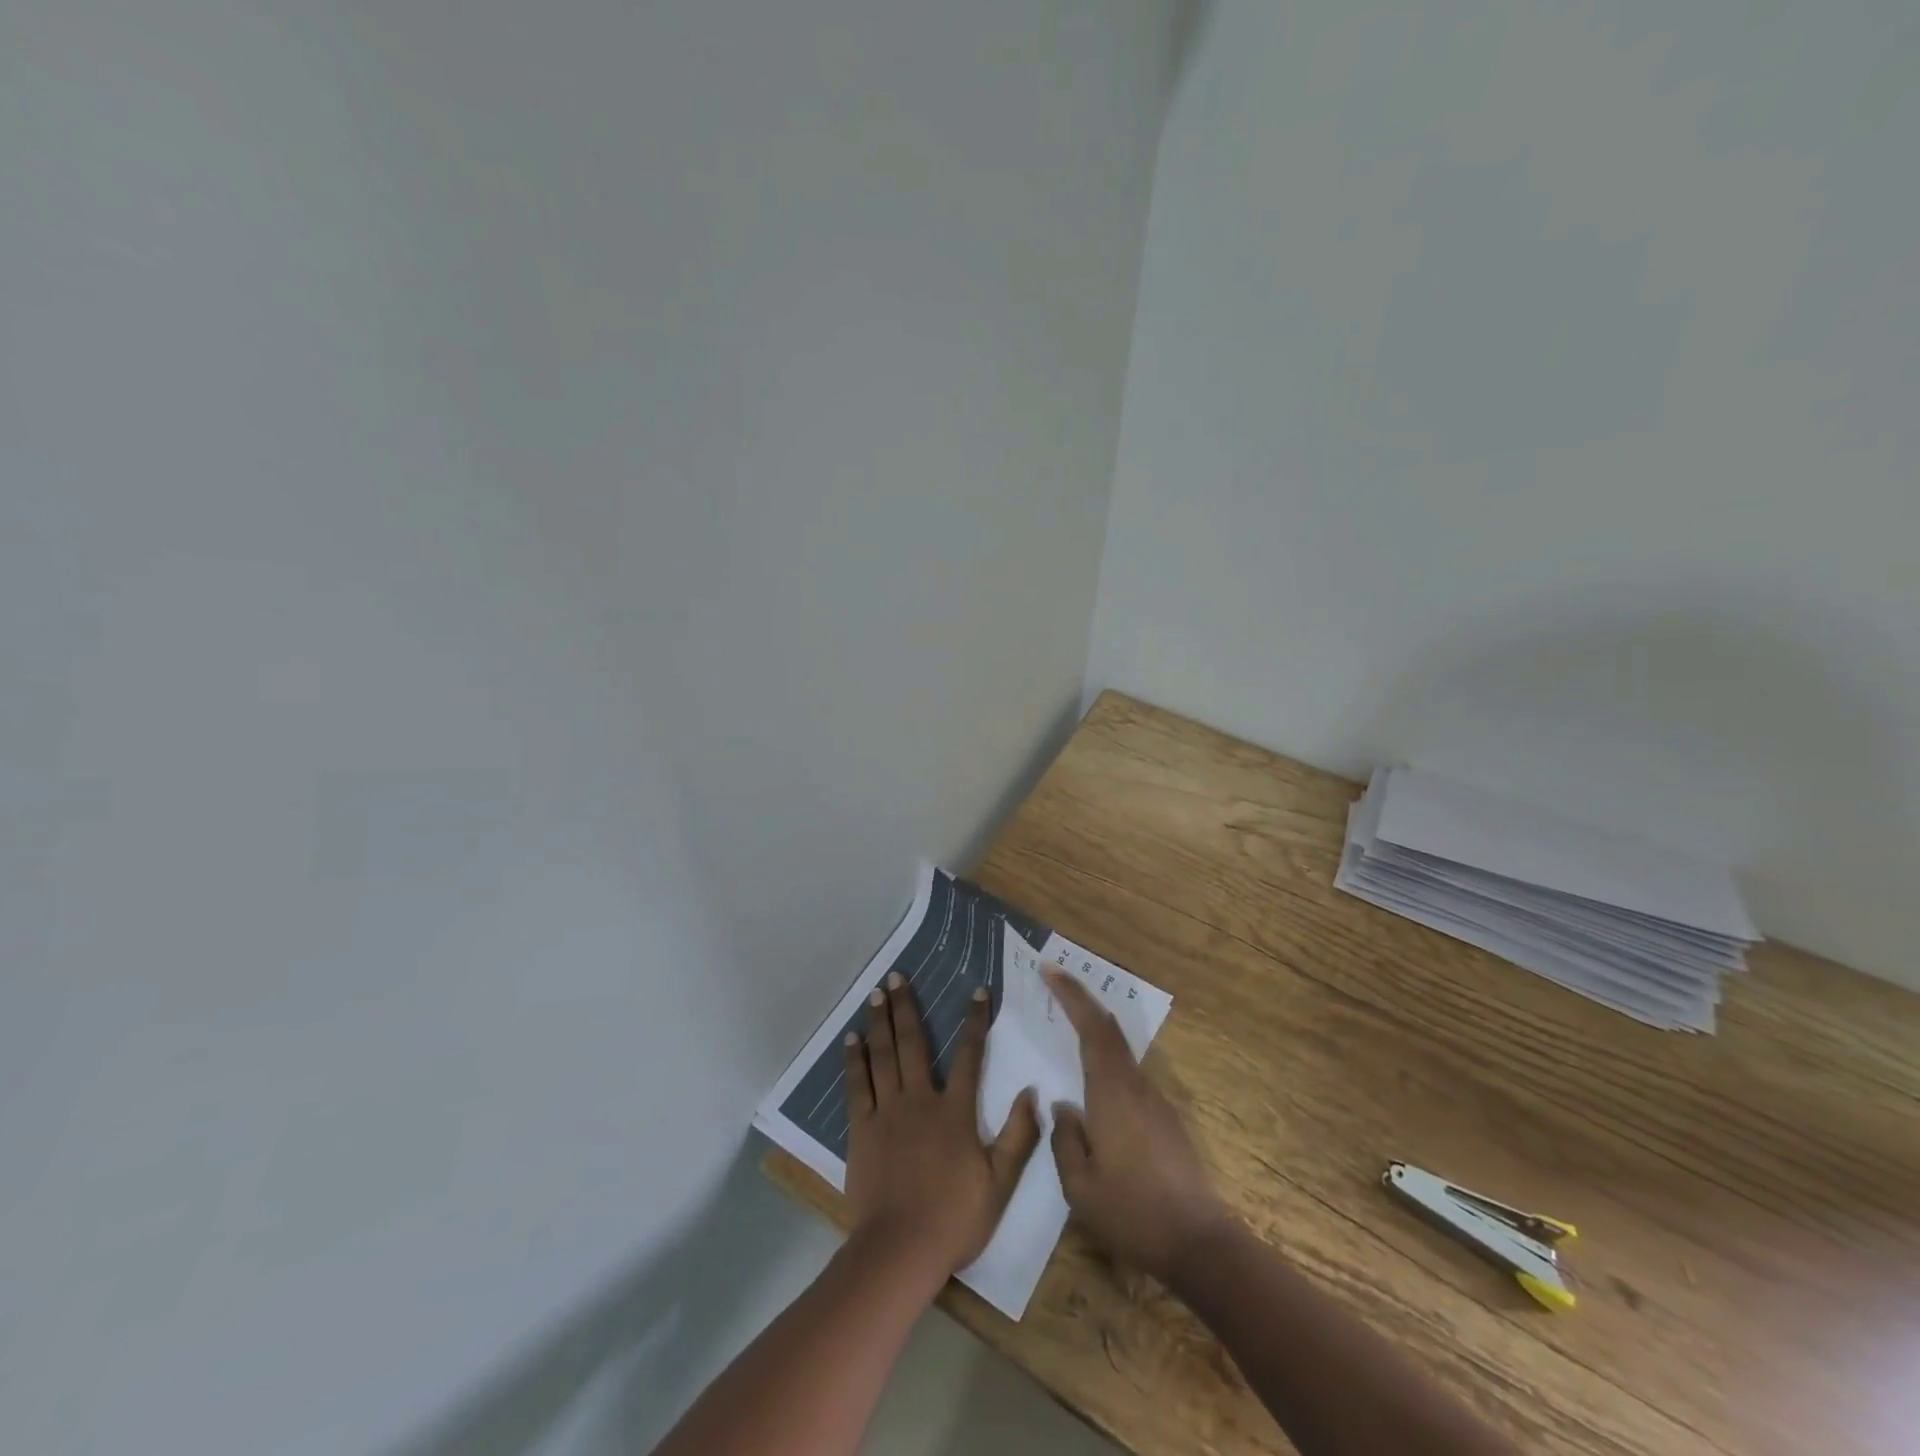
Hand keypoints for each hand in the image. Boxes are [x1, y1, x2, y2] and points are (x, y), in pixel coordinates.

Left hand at [844, 972, 1041, 1279]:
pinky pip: (857, 1086)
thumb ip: (1019, 1136)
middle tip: (897, 975)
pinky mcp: (861, 1129)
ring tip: (875, 993)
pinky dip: (855, 1059)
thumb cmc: (954, 1218)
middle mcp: (920, 1100)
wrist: (900, 1249)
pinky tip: (852, 1039)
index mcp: (955, 1111)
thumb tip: (1032, 1093)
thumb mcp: (1000, 1183)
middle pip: (913, 1043)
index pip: (970, 1055)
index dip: (975, 1021)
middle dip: (906, 1006)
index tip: (977, 990)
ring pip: (882, 1056)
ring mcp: (887, 1112)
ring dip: (879, 1022)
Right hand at [1045, 969, 1232, 1282]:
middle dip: (1081, 1000)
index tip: (1049, 971)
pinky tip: (1092, 1077)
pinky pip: (1128, 1072)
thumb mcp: (1080, 1187)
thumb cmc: (1133, 1214)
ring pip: (1120, 1049)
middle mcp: (1135, 1086)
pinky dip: (1106, 1056)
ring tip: (1067, 1021)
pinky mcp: (1164, 1119)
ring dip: (1095, 1027)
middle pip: (1108, 1029)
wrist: (1199, 1243)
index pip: (1092, 1028)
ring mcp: (1155, 1101)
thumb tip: (1063, 1106)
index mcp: (1112, 1093)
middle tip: (1054, 981)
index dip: (1071, 995)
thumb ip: (1065, 1139)